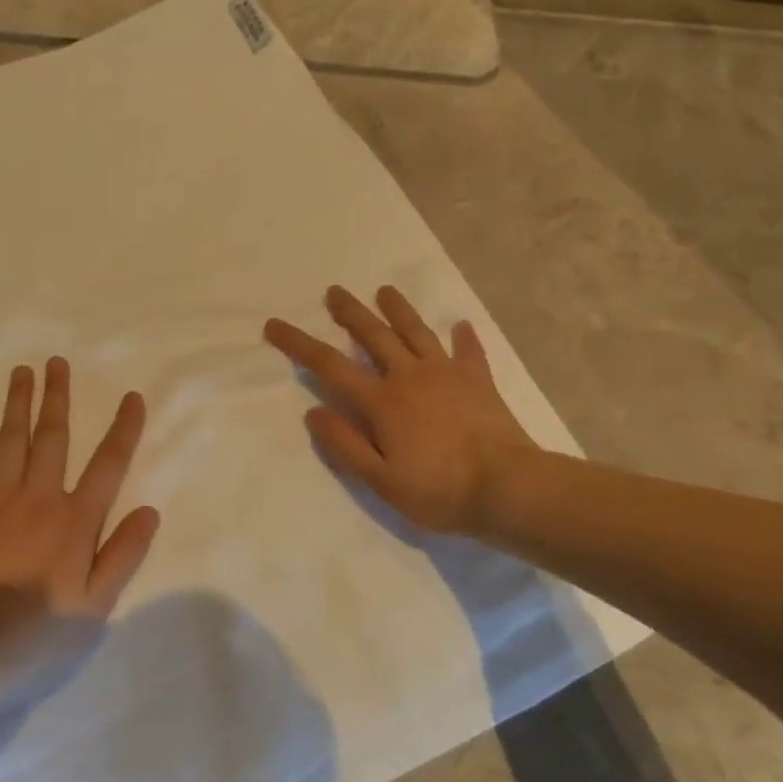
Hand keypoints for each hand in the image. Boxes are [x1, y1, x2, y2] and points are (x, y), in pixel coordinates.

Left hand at [0, 357, 159, 622]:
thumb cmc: (39, 632)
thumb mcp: (96, 606)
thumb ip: (124, 554)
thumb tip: (151, 511)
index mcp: (76, 520)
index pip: (109, 464)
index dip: (123, 428)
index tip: (132, 397)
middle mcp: (40, 497)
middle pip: (53, 436)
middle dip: (58, 397)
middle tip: (58, 362)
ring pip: (12, 439)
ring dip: (19, 402)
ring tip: (23, 371)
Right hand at [265, 285, 537, 534]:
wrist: (508, 487)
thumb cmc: (438, 490)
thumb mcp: (379, 480)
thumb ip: (344, 445)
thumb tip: (313, 413)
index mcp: (381, 401)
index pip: (329, 365)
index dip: (298, 344)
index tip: (275, 325)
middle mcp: (409, 377)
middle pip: (373, 336)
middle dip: (350, 313)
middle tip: (334, 291)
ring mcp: (446, 374)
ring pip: (416, 332)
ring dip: (398, 310)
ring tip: (385, 291)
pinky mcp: (478, 381)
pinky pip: (468, 352)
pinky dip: (463, 337)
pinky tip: (461, 325)